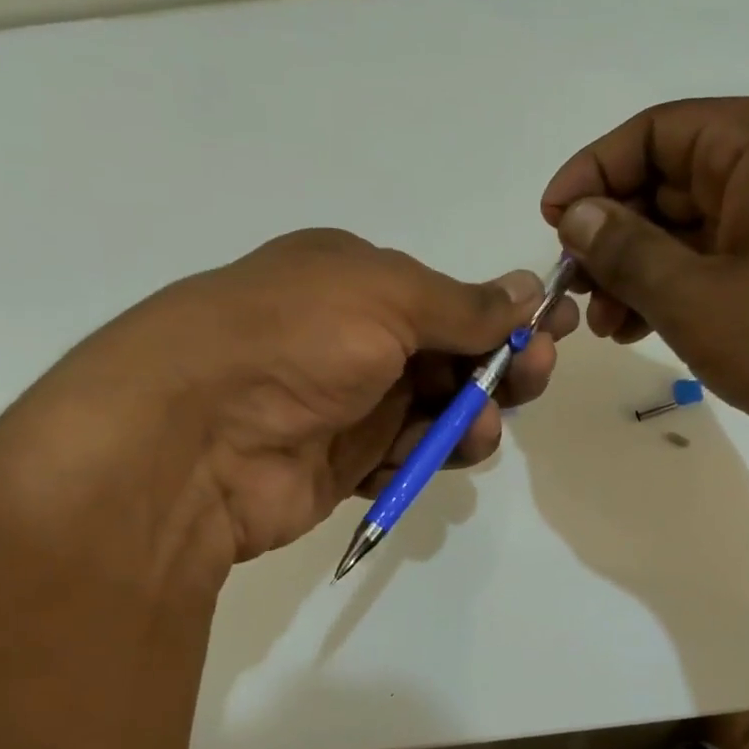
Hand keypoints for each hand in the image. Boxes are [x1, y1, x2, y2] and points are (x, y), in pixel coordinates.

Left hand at [0, 229, 576, 575]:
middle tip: (532, 377)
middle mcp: (352, 340)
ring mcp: (345, 407)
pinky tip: (438, 459)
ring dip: (468, 419)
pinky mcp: (340, 466)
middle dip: (496, 368)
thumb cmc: (294, 338)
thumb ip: (461, 304)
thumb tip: (526, 289)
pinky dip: (426, 459)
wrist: (194, 437)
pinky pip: (402, 459)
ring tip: (476, 430)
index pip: (449, 299)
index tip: (555, 331)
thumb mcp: (384, 297)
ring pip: (432, 414)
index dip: (504, 316)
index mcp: (356, 282)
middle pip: (448, 358)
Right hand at [541, 97, 748, 449]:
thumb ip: (627, 250)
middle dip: (614, 235)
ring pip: (695, 231)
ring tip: (606, 326)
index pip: (655, 132)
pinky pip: (724, 265)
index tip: (550, 224)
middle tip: (576, 291)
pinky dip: (680, 293)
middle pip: (672, 181)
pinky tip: (645, 331)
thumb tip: (577, 214)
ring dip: (642, 272)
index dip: (593, 173)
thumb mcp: (697, 296)